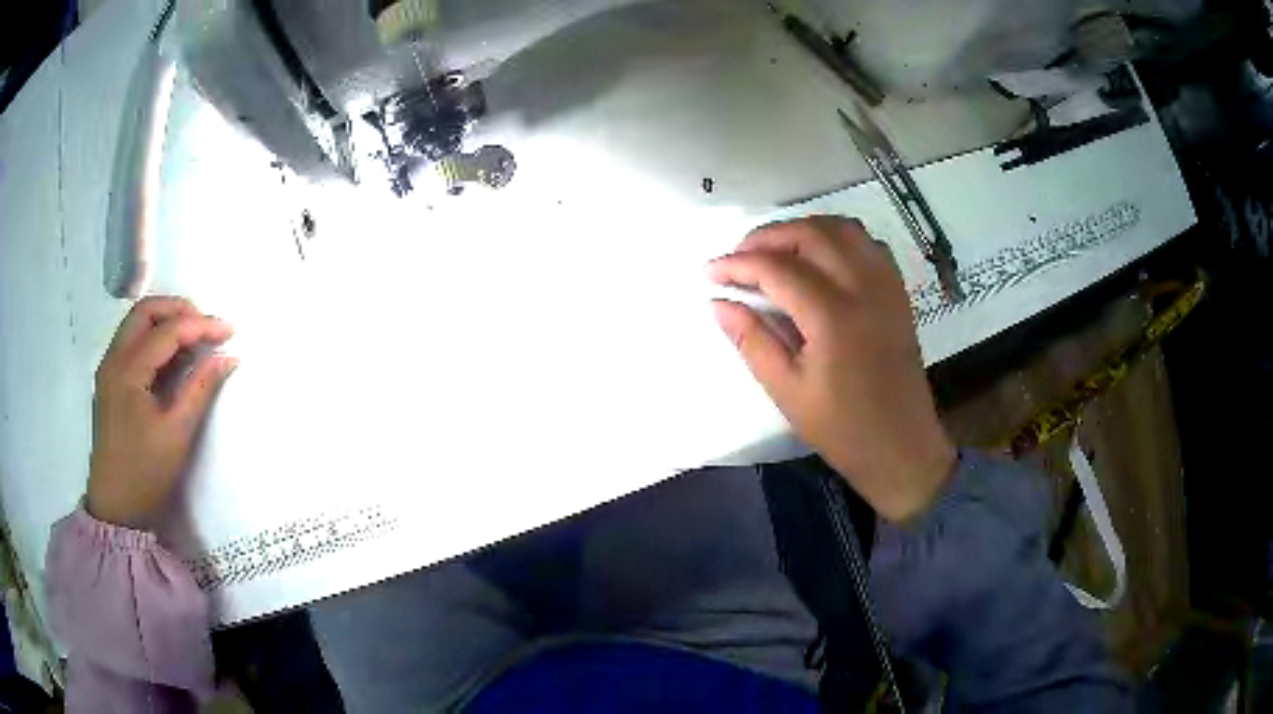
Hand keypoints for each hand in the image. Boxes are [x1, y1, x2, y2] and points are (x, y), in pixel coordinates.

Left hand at [86, 297, 237, 528]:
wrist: (116, 510)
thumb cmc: (146, 474)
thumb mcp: (177, 433)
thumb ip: (201, 388)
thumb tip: (228, 357)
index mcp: (127, 370)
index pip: (167, 330)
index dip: (200, 325)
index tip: (230, 331)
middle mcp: (113, 359)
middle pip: (146, 311)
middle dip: (179, 310)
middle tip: (207, 325)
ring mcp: (108, 369)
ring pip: (137, 324)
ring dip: (166, 321)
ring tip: (193, 339)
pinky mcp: (110, 381)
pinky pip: (132, 343)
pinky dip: (154, 339)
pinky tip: (172, 358)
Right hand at [709, 216, 954, 522]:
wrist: (901, 445)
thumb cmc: (842, 427)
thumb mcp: (786, 391)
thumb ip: (752, 341)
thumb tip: (719, 303)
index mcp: (832, 317)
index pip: (777, 268)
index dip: (738, 264)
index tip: (710, 272)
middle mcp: (863, 288)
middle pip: (811, 234)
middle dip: (768, 236)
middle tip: (739, 257)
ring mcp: (886, 287)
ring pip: (843, 229)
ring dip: (804, 229)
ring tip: (776, 250)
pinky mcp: (898, 293)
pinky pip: (868, 244)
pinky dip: (839, 239)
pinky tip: (821, 259)